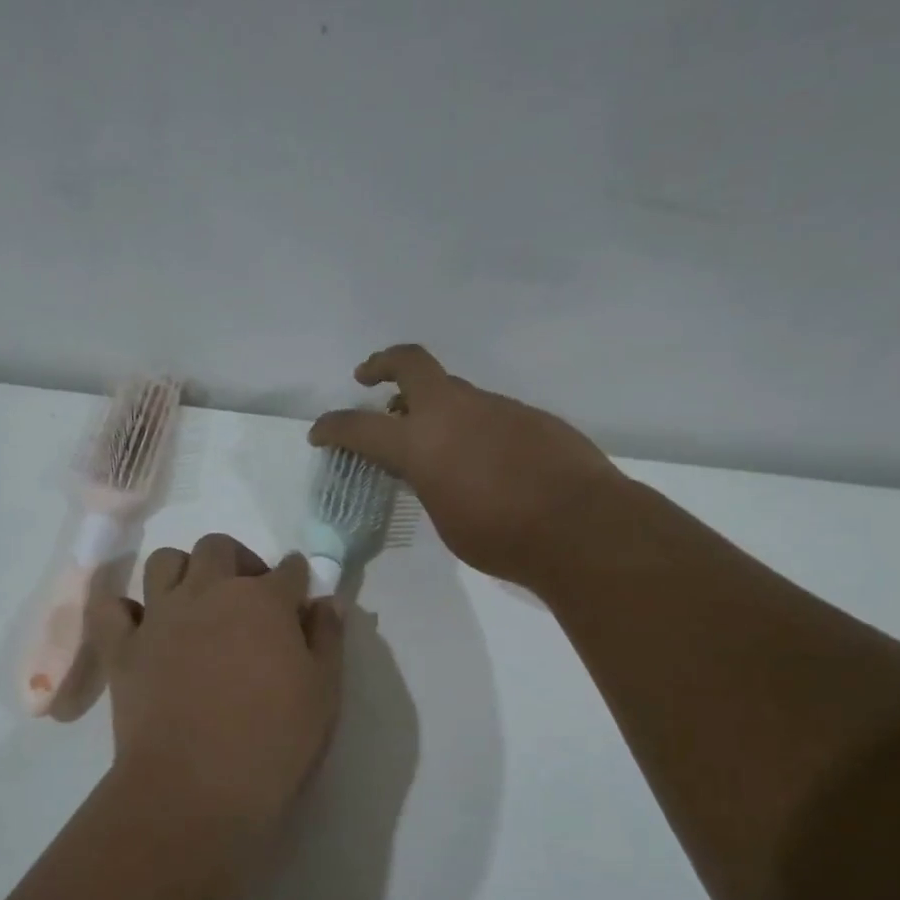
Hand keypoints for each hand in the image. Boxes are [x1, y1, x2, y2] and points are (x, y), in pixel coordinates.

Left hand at [88, 534, 344, 837]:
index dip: (297, 580)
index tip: (298, 597)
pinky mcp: (122, 647)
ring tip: (195, 604)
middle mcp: (208, 593)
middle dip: (238, 561)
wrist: (195, 788)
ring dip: (183, 571)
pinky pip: (110, 607)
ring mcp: (160, 616)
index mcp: (263, 601)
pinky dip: (123, 608)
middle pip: (219, 548)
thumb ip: (327, 639)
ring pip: (164, 561)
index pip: (289, 570)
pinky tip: (140, 625)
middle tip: (248, 598)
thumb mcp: (323, 693)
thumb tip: (326, 602)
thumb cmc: (273, 742)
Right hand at [309, 345, 625, 589]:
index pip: (360, 427)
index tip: (319, 432)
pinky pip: (488, 412)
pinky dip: (472, 426)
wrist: (580, 526)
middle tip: (368, 378)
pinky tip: (485, 459)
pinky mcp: (529, 415)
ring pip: (454, 391)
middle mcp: (454, 411)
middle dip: (382, 364)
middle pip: (410, 363)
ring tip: (433, 440)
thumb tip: (428, 468)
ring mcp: (496, 406)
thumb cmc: (501, 536)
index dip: (332, 427)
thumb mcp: (445, 518)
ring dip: (433, 406)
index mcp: (421, 441)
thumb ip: (427, 483)